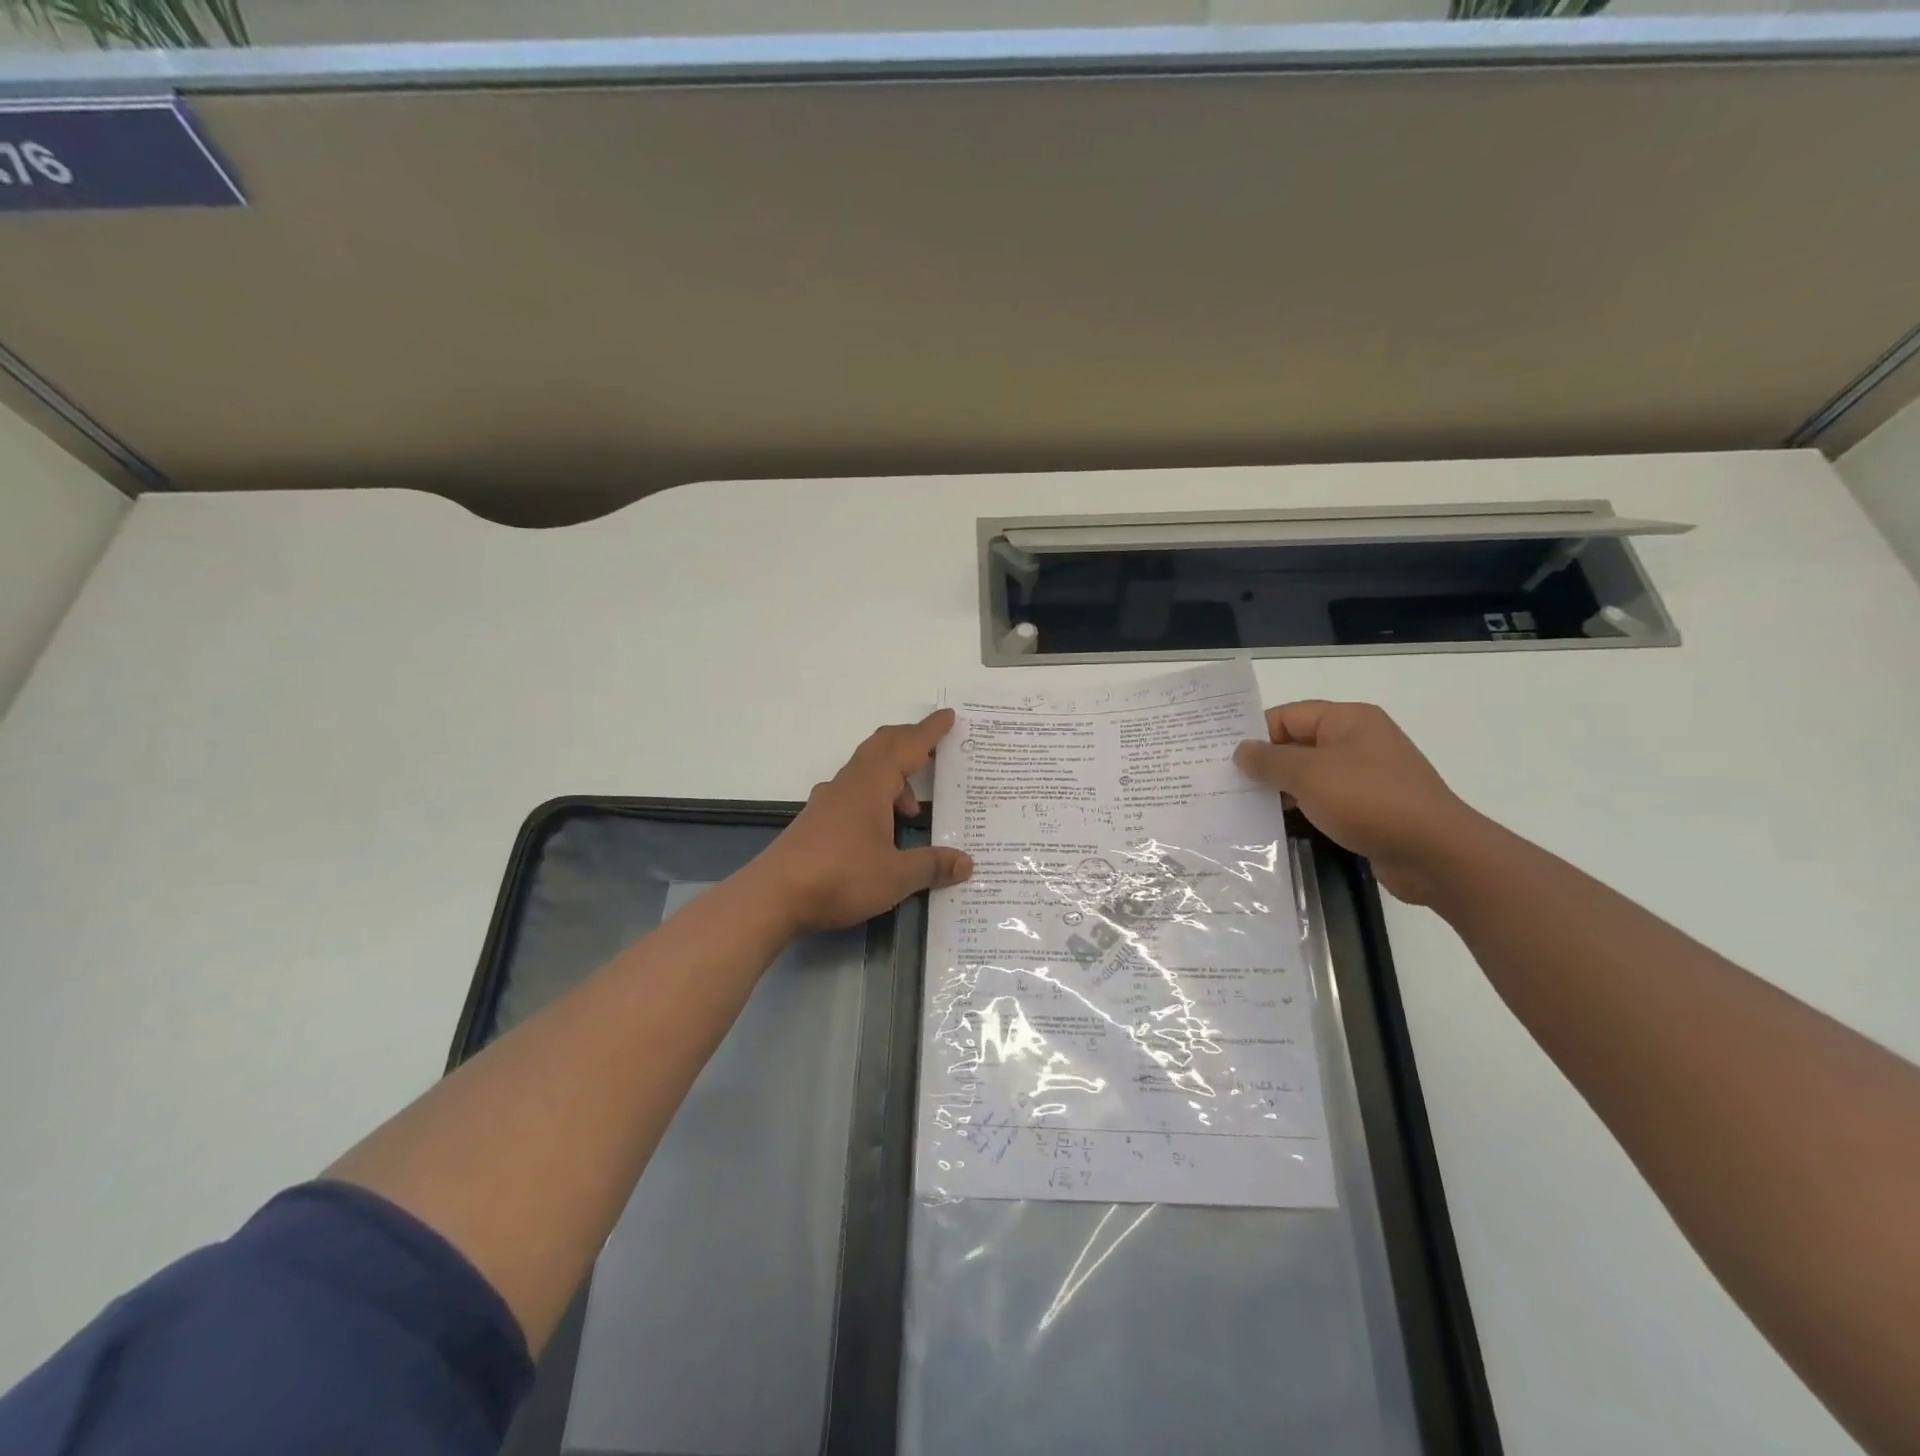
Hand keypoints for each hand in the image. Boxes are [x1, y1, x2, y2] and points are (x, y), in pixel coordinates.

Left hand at [745, 711, 973, 934]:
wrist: (773, 897)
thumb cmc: (840, 877)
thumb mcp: (895, 876)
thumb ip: (931, 866)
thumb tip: (966, 863)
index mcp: (870, 785)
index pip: (906, 747)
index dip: (929, 732)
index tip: (948, 716)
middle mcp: (848, 784)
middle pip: (882, 747)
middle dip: (910, 743)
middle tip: (936, 750)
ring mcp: (828, 801)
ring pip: (866, 771)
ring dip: (893, 778)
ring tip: (914, 811)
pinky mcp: (816, 821)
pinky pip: (854, 793)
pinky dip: (875, 797)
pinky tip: (880, 828)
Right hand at [1233, 701, 1475, 904]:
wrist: (1435, 853)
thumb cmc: (1369, 800)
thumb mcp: (1309, 775)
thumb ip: (1269, 760)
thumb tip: (1241, 751)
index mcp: (1348, 720)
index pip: (1288, 715)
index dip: (1255, 734)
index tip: (1222, 758)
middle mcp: (1358, 741)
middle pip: (1298, 743)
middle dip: (1264, 762)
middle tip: (1225, 781)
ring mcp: (1366, 775)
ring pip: (1309, 774)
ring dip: (1280, 788)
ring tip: (1243, 804)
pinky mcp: (1370, 806)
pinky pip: (1325, 798)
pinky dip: (1301, 806)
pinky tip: (1277, 823)